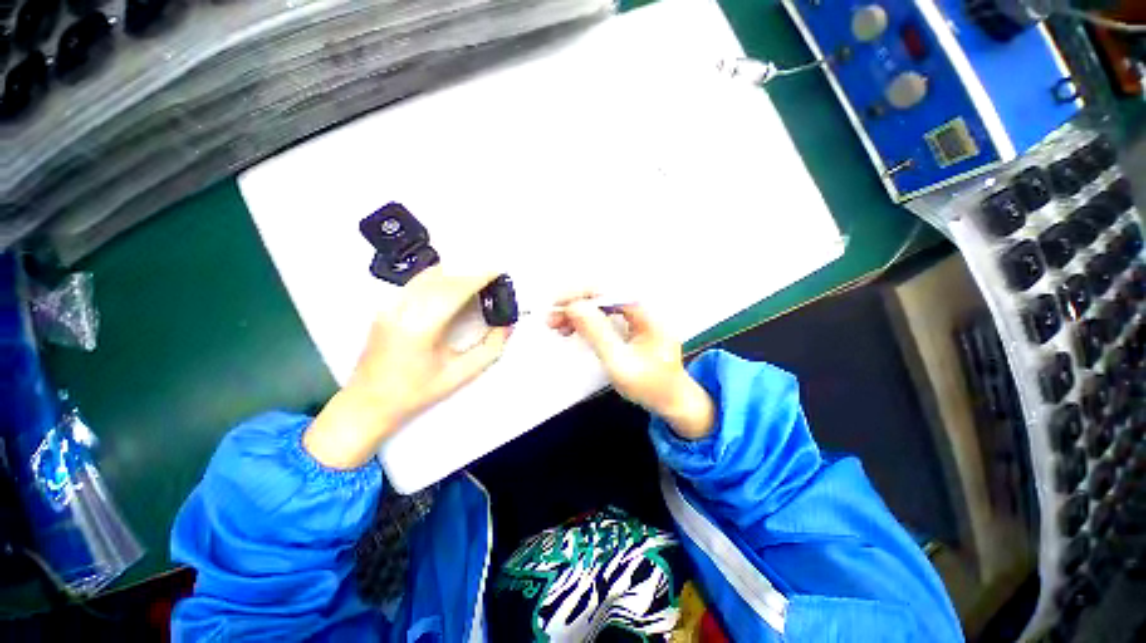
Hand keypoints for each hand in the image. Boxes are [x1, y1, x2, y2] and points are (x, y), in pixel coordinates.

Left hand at [305, 267, 510, 468]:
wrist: (367, 403)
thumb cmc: (416, 392)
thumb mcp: (460, 375)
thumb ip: (489, 349)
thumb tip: (507, 325)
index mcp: (421, 328)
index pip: (455, 290)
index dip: (478, 277)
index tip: (498, 271)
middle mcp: (403, 309)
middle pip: (443, 278)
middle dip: (470, 272)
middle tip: (492, 274)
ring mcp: (390, 305)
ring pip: (428, 275)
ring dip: (455, 271)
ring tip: (476, 276)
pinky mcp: (386, 306)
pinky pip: (417, 282)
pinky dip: (440, 277)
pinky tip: (452, 284)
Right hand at [549, 295, 713, 439]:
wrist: (673, 400)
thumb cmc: (651, 386)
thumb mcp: (620, 363)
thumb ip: (597, 334)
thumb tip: (574, 307)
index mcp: (646, 313)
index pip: (609, 291)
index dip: (581, 294)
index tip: (557, 304)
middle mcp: (643, 308)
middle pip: (604, 294)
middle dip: (575, 303)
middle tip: (552, 318)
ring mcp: (638, 315)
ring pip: (602, 304)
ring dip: (578, 312)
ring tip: (556, 325)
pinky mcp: (631, 324)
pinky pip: (605, 315)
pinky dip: (587, 320)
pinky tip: (571, 328)